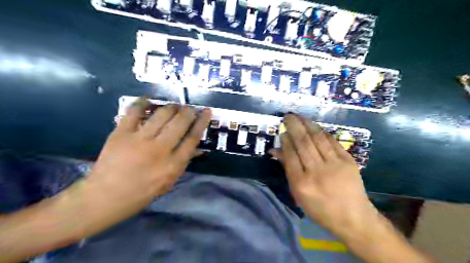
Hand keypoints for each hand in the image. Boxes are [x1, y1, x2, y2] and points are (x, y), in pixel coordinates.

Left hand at [86, 97, 209, 220]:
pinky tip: (148, 99)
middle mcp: (159, 150)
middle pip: (180, 122)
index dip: (202, 122)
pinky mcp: (121, 133)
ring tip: (174, 106)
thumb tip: (197, 147)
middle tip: (190, 108)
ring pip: (162, 114)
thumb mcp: (169, 181)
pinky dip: (142, 102)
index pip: (193, 138)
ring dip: (172, 107)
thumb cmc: (142, 192)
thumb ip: (183, 162)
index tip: (207, 111)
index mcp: (173, 164)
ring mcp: (139, 140)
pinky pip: (134, 112)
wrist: (105, 196)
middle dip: (189, 111)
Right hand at [270, 114, 377, 235]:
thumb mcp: (297, 194)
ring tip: (299, 116)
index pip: (290, 155)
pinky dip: (322, 132)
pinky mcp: (348, 161)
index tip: (282, 131)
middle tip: (288, 116)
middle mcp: (317, 172)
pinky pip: (332, 142)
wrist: (353, 217)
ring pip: (317, 139)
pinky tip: (315, 126)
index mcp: (301, 183)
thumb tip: (275, 150)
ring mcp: (334, 165)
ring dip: (307, 124)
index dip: (285, 140)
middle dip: (294, 126)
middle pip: (303, 143)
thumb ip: (287, 169)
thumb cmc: (320, 209)